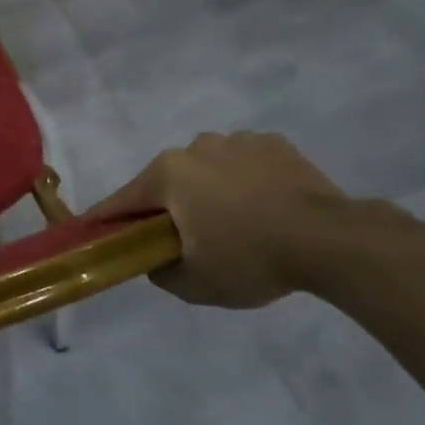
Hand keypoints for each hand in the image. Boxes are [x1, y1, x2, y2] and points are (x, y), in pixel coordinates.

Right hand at [87, 133, 350, 307]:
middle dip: (165, 207)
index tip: (90, 232)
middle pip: (166, 182)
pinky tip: (263, 208)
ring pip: (206, 169)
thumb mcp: (195, 284)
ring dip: (206, 191)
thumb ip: (160, 272)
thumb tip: (156, 260)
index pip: (122, 201)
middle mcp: (195, 147)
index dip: (104, 220)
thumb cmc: (251, 258)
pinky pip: (244, 164)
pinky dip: (243, 182)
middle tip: (179, 239)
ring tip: (232, 224)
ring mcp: (238, 140)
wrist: (333, 240)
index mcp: (167, 174)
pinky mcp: (275, 144)